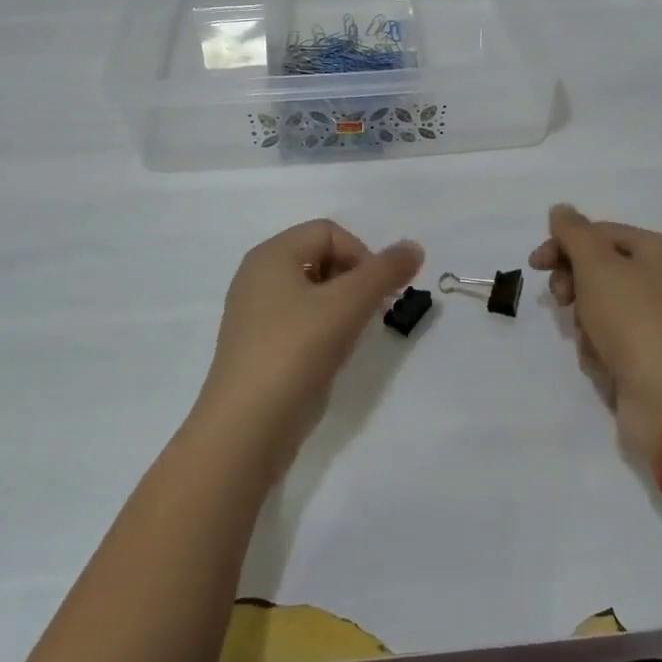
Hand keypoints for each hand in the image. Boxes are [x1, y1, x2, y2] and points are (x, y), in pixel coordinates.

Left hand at [192, 220, 422, 479]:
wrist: (247, 428)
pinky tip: (333, 357)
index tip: (378, 292)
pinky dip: (324, 330)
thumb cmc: (296, 350)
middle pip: (320, 258)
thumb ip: (386, 271)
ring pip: (313, 293)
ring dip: (343, 307)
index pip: (329, 232)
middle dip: (355, 280)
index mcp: (271, 256)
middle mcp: (258, 278)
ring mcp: (256, 316)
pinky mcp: (260, 350)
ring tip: (352, 336)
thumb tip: (414, 247)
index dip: (361, 254)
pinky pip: (301, 323)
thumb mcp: (349, 303)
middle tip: (372, 312)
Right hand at [530, 205, 661, 463]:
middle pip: (599, 268)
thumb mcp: (597, 265)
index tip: (535, 265)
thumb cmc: (634, 321)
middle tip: (563, 300)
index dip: (564, 244)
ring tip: (592, 338)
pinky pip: (609, 338)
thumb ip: (574, 233)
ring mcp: (656, 319)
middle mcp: (661, 279)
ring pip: (599, 305)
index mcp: (657, 250)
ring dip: (585, 319)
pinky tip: (602, 362)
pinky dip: (598, 346)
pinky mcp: (648, 354)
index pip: (600, 233)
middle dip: (574, 284)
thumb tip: (561, 209)